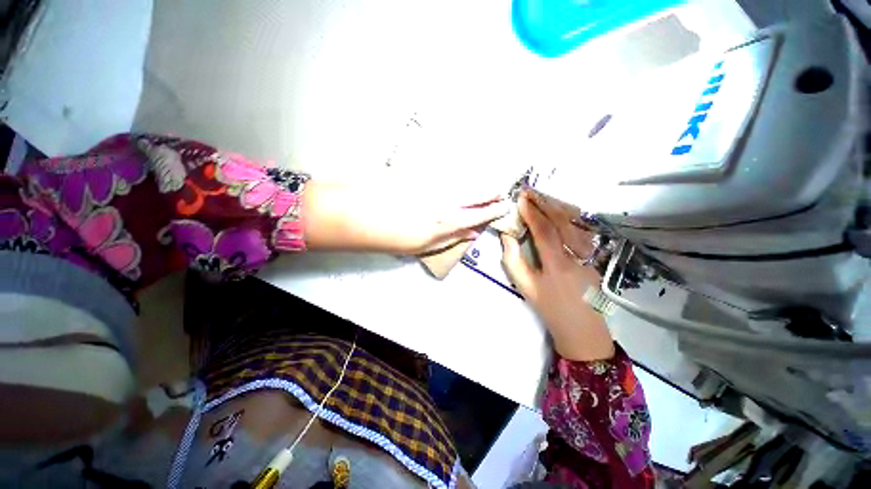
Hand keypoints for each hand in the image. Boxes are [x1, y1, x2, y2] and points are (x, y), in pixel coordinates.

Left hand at [304, 181, 509, 254]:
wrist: (352, 212)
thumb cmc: (386, 236)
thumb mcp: (420, 246)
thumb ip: (449, 238)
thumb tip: (471, 233)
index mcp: (442, 222)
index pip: (476, 214)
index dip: (491, 210)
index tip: (504, 206)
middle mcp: (441, 200)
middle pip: (472, 193)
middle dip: (488, 192)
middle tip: (499, 191)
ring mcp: (430, 184)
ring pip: (460, 181)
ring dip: (474, 184)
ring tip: (484, 187)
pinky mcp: (419, 172)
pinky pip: (443, 174)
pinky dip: (454, 178)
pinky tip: (458, 180)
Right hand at [500, 191, 614, 360]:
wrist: (581, 328)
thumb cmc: (549, 308)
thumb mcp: (525, 286)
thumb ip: (513, 260)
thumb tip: (508, 236)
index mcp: (556, 264)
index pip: (544, 231)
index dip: (532, 213)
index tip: (522, 199)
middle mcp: (576, 255)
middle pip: (562, 222)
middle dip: (546, 204)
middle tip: (532, 192)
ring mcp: (590, 255)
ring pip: (575, 224)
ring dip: (559, 208)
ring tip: (544, 197)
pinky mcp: (596, 257)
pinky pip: (581, 232)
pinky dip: (570, 218)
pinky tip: (561, 212)